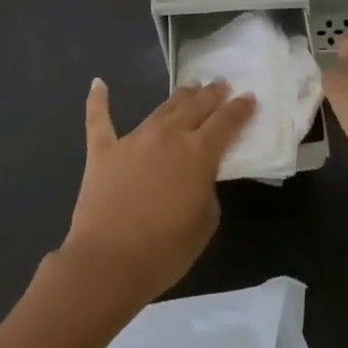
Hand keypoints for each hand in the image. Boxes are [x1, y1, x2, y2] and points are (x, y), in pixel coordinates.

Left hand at [61, 78, 256, 308]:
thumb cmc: (164, 251)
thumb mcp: (205, 223)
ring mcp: (133, 140)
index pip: (226, 122)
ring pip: (161, 108)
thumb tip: (197, 176)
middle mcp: (168, 136)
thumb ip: (207, 190)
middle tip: (221, 84)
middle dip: (211, 94)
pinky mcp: (103, 151)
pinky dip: (98, 101)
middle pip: (195, 106)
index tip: (249, 97)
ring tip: (190, 87)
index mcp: (198, 153)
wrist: (107, 263)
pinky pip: (99, 120)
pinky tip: (98, 83)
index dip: (240, 108)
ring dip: (179, 96)